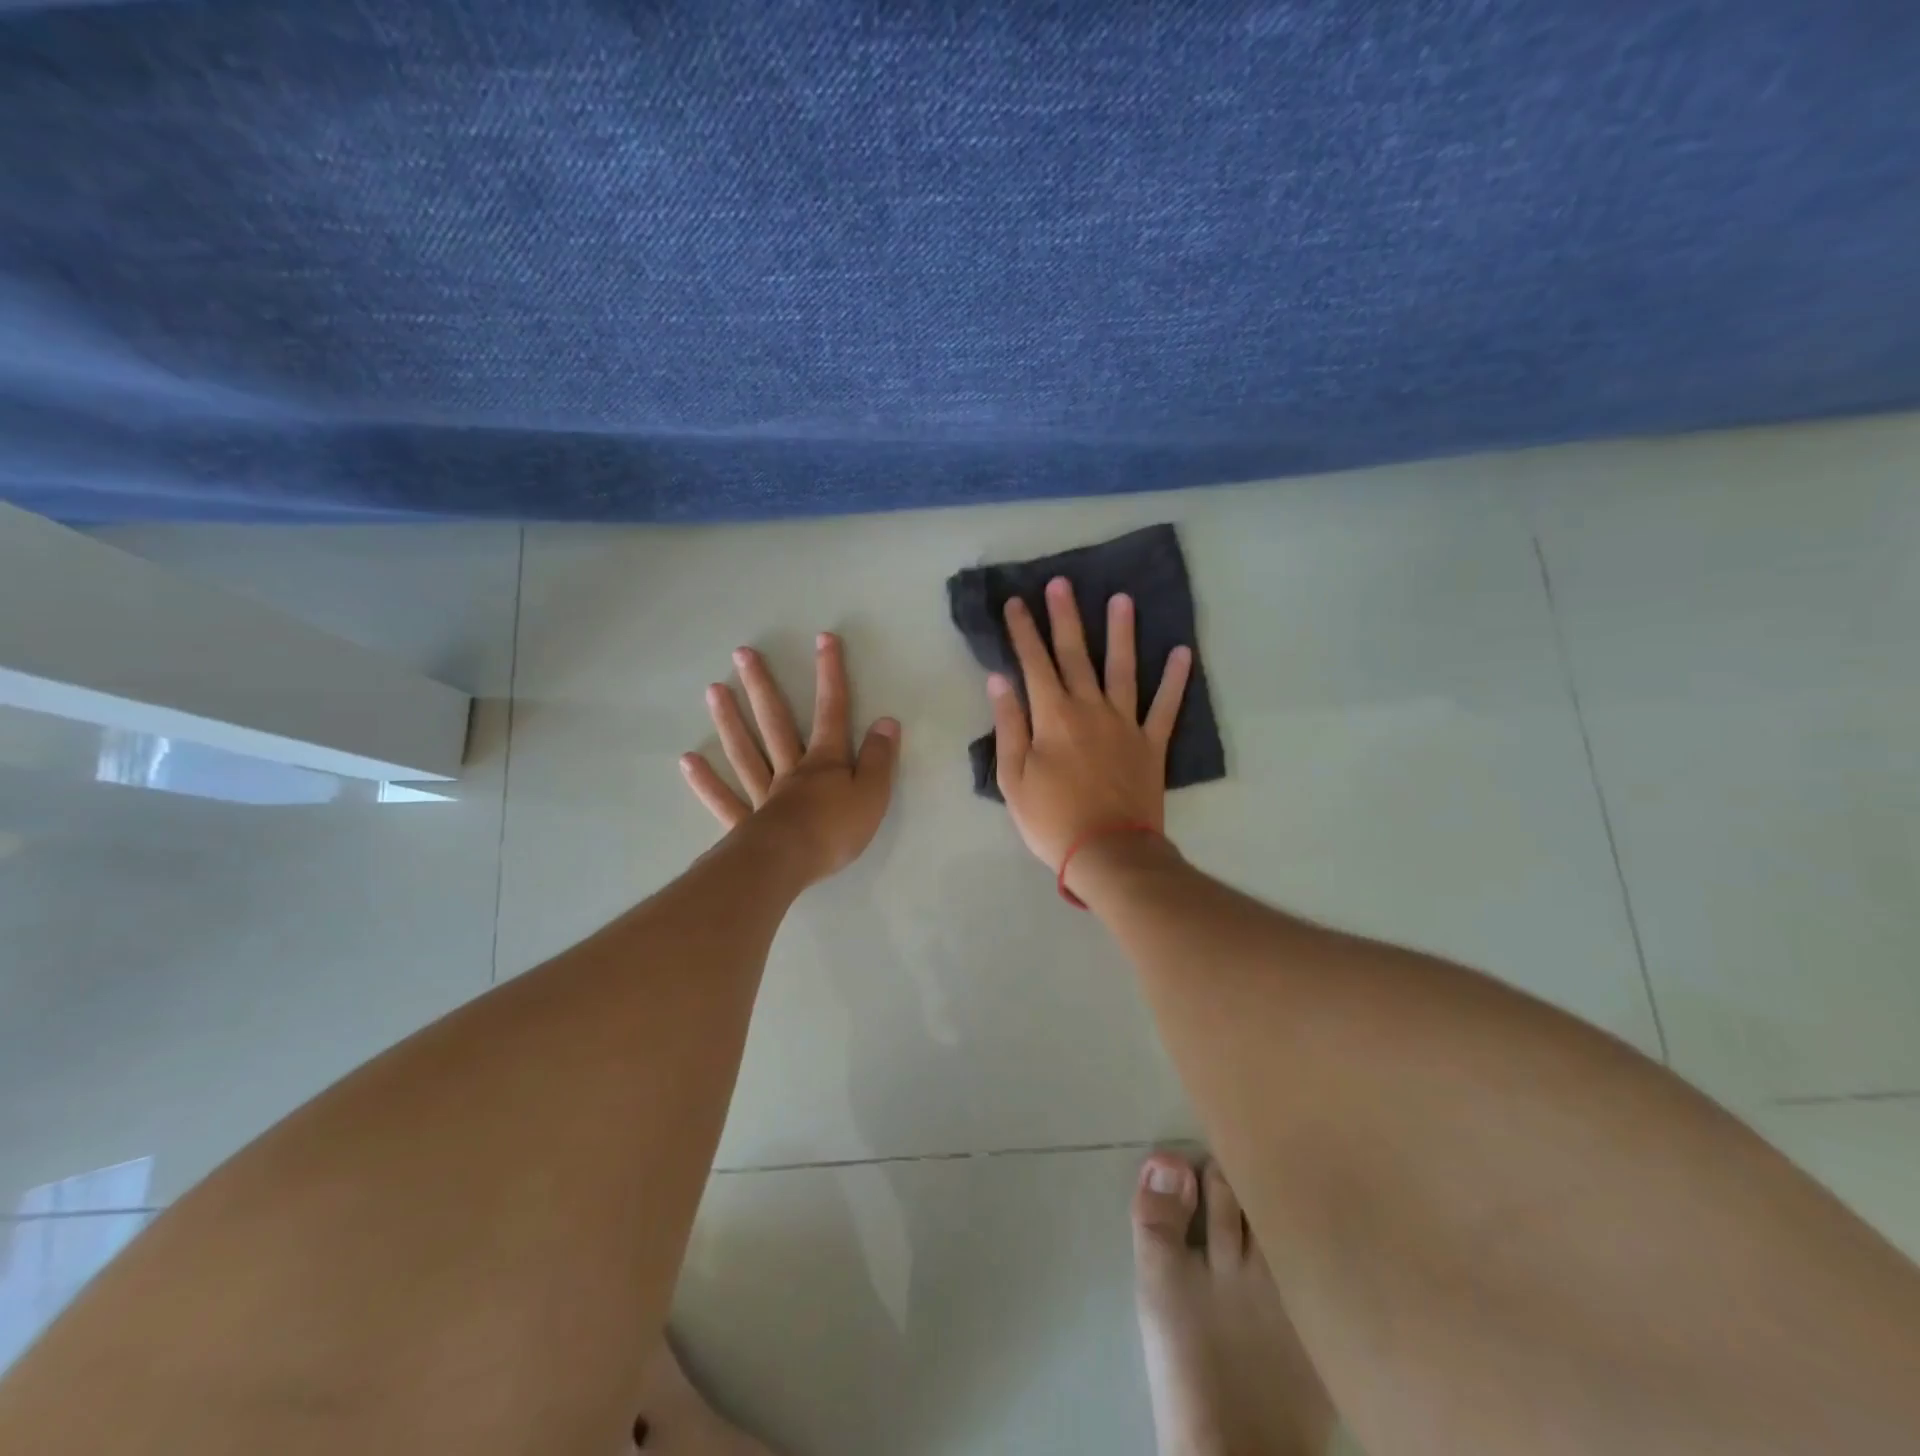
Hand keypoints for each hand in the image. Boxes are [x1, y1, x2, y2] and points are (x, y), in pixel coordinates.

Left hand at [680, 632, 899, 883]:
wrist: (789, 864)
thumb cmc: (835, 830)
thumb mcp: (873, 794)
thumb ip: (880, 759)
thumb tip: (887, 722)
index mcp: (824, 762)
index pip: (832, 711)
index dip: (830, 675)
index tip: (823, 639)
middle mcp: (790, 769)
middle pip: (775, 722)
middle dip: (763, 686)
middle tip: (742, 654)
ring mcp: (763, 794)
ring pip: (745, 751)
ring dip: (730, 720)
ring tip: (713, 690)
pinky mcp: (746, 823)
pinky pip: (724, 799)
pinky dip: (706, 782)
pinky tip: (688, 762)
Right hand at [990, 576, 1191, 871]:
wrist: (1108, 852)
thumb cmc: (1051, 819)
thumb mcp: (1013, 778)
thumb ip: (1008, 725)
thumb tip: (999, 680)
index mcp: (1053, 717)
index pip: (1034, 663)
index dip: (1023, 632)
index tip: (1017, 603)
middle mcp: (1090, 709)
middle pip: (1076, 655)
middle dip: (1066, 617)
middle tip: (1062, 583)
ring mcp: (1125, 724)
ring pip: (1123, 668)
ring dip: (1122, 632)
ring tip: (1122, 598)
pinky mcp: (1152, 743)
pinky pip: (1166, 706)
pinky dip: (1176, 679)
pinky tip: (1182, 652)